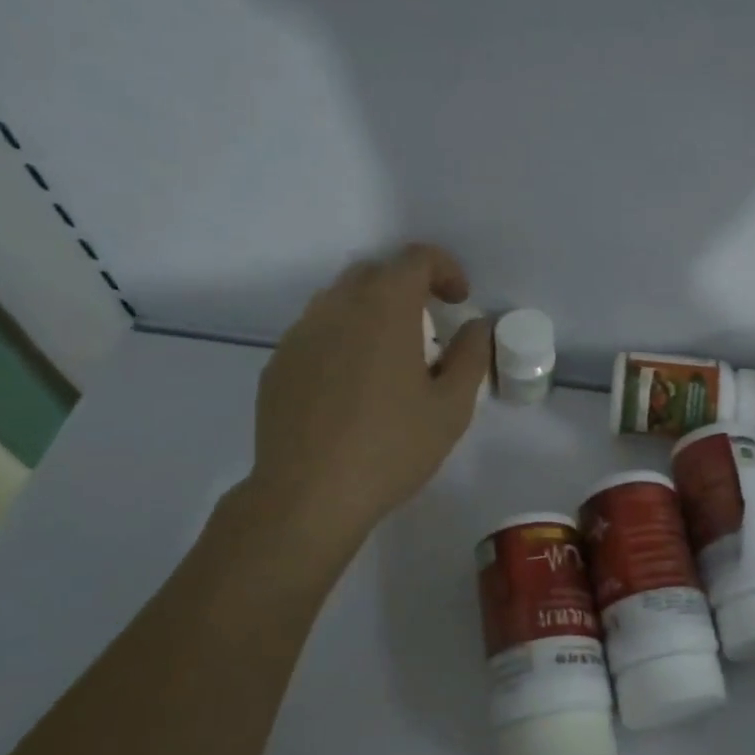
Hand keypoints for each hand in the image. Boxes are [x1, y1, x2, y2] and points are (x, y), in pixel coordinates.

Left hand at [240, 244, 490, 540]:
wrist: (309, 495)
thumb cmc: (392, 447)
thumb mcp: (451, 406)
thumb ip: (471, 355)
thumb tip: (476, 326)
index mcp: (384, 309)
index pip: (416, 259)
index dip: (445, 269)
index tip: (459, 301)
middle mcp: (336, 308)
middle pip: (375, 273)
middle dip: (408, 287)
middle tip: (430, 326)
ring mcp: (300, 335)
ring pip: (340, 301)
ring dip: (373, 312)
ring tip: (391, 358)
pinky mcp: (278, 364)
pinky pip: (316, 333)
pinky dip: (343, 340)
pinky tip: (353, 387)